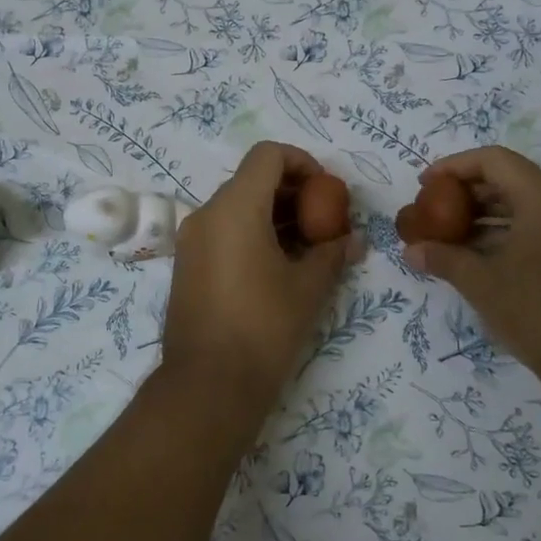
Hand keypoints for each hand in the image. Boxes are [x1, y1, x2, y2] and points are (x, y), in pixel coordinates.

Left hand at [161, 142, 360, 411]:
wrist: (208, 384)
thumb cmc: (264, 327)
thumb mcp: (308, 288)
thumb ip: (332, 253)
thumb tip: (353, 240)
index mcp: (235, 207)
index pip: (268, 155)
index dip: (302, 162)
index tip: (326, 191)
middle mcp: (206, 214)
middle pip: (252, 180)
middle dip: (292, 193)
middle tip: (323, 222)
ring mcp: (191, 241)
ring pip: (237, 207)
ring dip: (273, 215)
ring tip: (306, 248)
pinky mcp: (186, 266)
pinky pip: (222, 232)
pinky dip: (251, 234)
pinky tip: (277, 267)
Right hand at [403, 146, 540, 396]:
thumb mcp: (483, 285)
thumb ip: (445, 260)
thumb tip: (410, 251)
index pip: (494, 161)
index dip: (454, 167)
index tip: (425, 186)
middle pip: (512, 180)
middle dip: (468, 193)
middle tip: (435, 213)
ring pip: (528, 206)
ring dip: (487, 216)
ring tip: (451, 237)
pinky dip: (510, 234)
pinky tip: (483, 258)